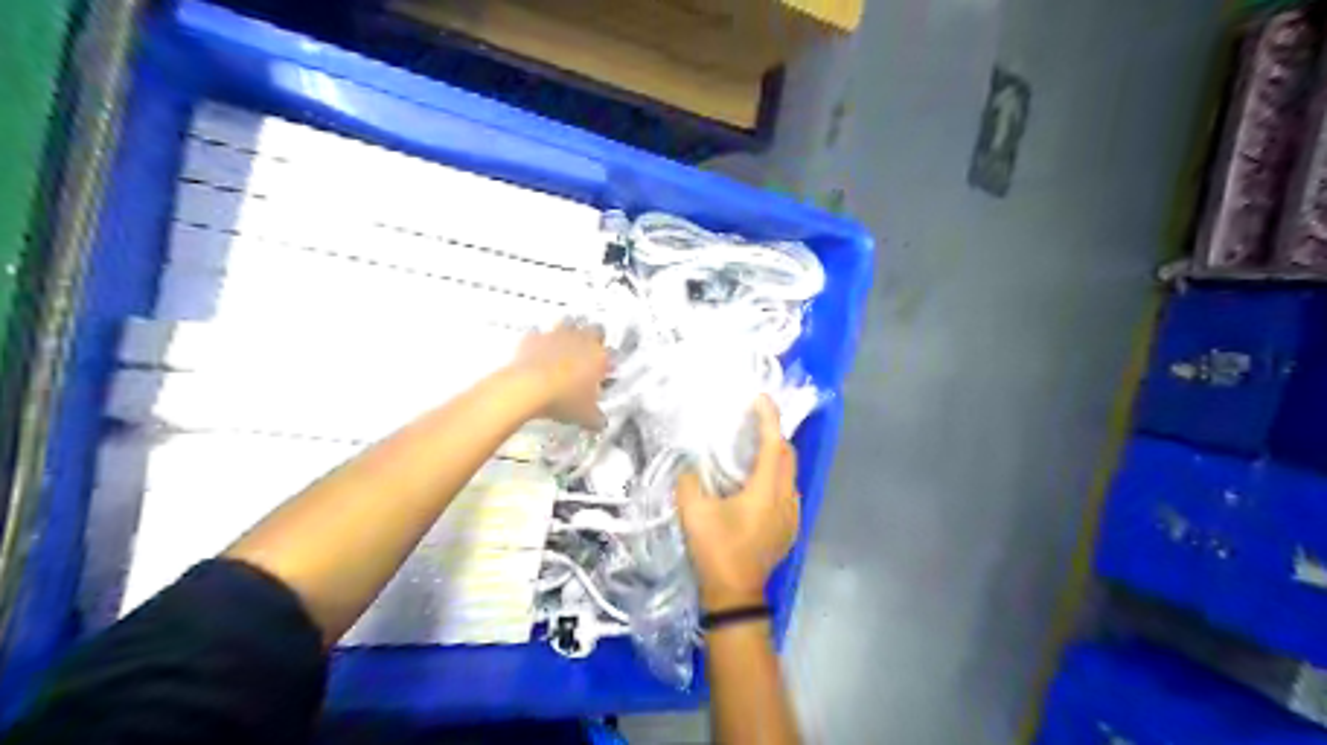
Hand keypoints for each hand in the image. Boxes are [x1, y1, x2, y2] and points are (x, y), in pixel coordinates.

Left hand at [509, 319, 607, 430]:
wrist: (528, 388)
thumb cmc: (564, 399)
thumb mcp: (585, 415)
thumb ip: (596, 417)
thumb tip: (601, 423)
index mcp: (599, 356)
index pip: (612, 352)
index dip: (608, 361)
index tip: (604, 371)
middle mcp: (582, 340)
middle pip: (594, 329)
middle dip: (593, 338)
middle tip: (589, 352)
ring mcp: (557, 335)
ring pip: (568, 324)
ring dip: (569, 332)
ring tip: (565, 347)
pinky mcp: (534, 337)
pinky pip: (540, 334)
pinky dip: (541, 340)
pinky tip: (539, 352)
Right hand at [677, 395, 790, 611]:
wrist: (735, 595)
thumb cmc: (717, 551)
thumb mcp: (693, 513)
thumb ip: (689, 481)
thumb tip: (689, 465)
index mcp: (767, 490)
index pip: (773, 444)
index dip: (768, 417)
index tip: (759, 398)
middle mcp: (787, 498)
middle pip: (787, 455)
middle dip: (773, 433)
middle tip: (751, 422)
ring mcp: (792, 514)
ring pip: (790, 473)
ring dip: (775, 455)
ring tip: (751, 449)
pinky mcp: (789, 527)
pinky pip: (787, 490)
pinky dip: (775, 475)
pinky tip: (755, 482)